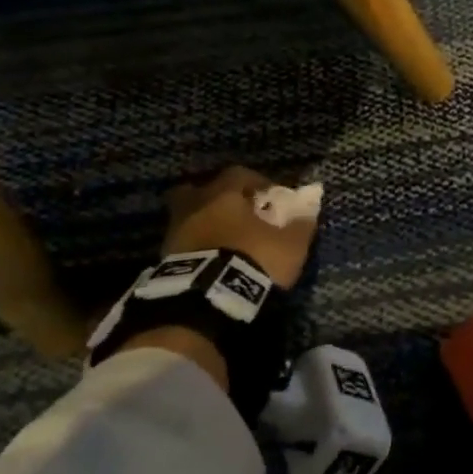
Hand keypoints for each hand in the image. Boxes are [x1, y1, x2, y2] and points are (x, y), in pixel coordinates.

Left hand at [162, 166, 315, 289]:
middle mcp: (194, 207)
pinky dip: (195, 249)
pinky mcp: (163, 262)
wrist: (207, 300)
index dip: (256, 182)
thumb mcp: (289, 244)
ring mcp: (174, 235)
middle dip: (215, 198)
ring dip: (204, 226)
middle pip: (197, 191)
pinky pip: (182, 245)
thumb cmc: (251, 259)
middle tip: (235, 213)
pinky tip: (211, 261)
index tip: (270, 196)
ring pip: (187, 219)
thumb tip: (309, 209)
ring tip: (224, 242)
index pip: (238, 174)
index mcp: (223, 195)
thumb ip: (300, 224)